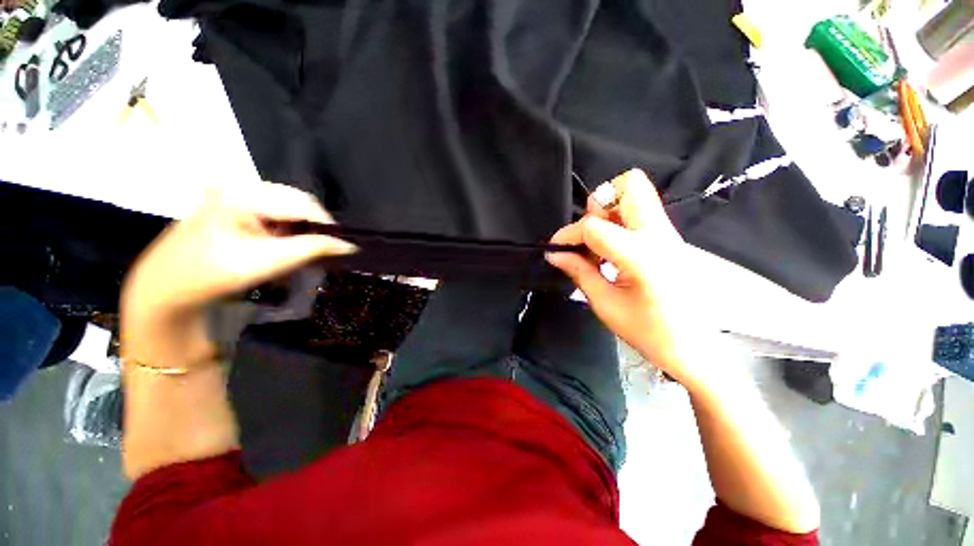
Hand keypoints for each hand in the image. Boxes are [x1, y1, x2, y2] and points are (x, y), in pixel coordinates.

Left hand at [121, 182, 354, 368]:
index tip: (342, 247)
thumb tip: (350, 245)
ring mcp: (233, 200)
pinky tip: (283, 250)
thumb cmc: (214, 274)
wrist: (165, 293)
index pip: (303, 202)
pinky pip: (271, 218)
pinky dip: (285, 234)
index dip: (327, 224)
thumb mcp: (269, 260)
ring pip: (285, 212)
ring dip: (299, 233)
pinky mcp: (231, 213)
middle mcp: (239, 188)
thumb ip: (314, 248)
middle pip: (295, 204)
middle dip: (313, 229)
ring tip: (302, 254)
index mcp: (243, 192)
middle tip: (321, 252)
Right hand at [546, 169, 702, 386]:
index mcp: (641, 255)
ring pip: (637, 194)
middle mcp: (659, 234)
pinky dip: (619, 222)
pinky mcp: (670, 239)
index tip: (556, 249)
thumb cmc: (648, 332)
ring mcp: (668, 234)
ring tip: (598, 247)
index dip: (568, 234)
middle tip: (589, 236)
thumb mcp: (605, 303)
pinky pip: (641, 213)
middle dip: (599, 205)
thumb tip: (554, 254)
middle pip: (629, 185)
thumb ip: (579, 271)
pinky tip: (611, 252)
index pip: (594, 226)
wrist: (693, 348)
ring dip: (609, 212)